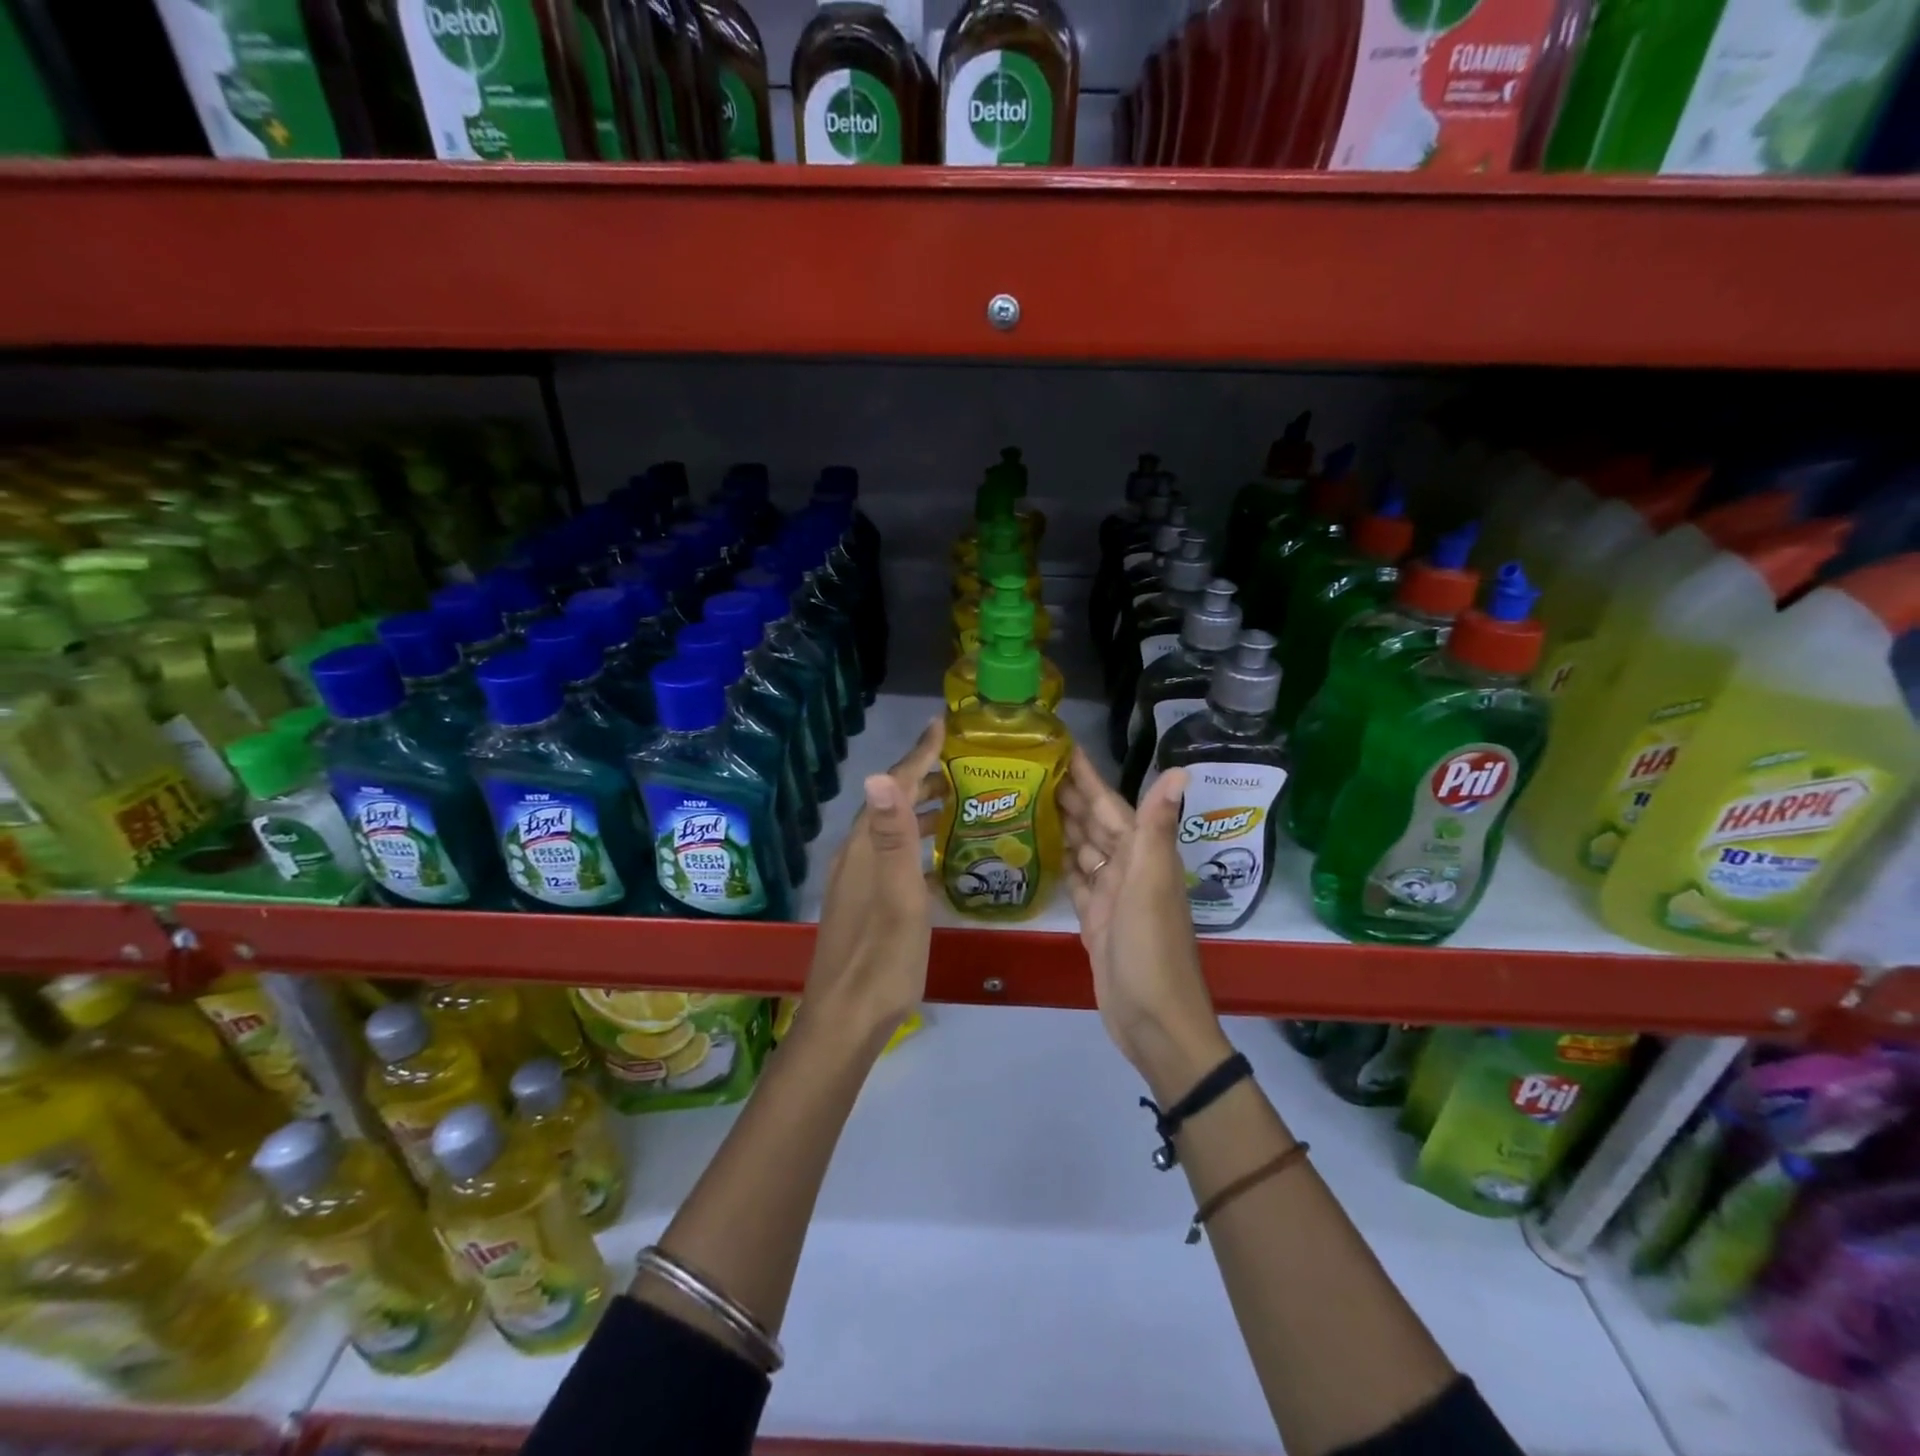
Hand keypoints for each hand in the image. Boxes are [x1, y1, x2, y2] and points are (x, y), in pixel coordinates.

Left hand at [801, 717, 943, 1046]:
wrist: (847, 1019)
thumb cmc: (882, 958)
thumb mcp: (897, 896)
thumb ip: (893, 836)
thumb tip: (881, 775)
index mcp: (865, 848)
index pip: (892, 786)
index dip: (918, 754)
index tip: (942, 724)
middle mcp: (857, 856)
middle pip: (890, 804)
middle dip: (923, 778)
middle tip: (962, 764)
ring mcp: (858, 881)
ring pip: (891, 831)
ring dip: (921, 811)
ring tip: (957, 802)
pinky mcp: (864, 904)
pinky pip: (893, 857)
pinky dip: (917, 844)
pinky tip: (939, 859)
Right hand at [1061, 747, 1230, 1099]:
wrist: (1154, 1021)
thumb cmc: (1151, 949)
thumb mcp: (1151, 884)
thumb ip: (1157, 827)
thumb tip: (1180, 770)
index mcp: (1142, 855)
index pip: (1109, 804)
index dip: (1088, 776)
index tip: (1062, 746)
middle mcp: (1127, 869)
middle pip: (1094, 823)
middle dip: (1068, 794)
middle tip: (1028, 767)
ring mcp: (1110, 896)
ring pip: (1083, 849)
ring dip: (1062, 824)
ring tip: (1026, 798)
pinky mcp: (1094, 921)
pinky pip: (1075, 881)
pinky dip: (1061, 862)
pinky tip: (1040, 847)